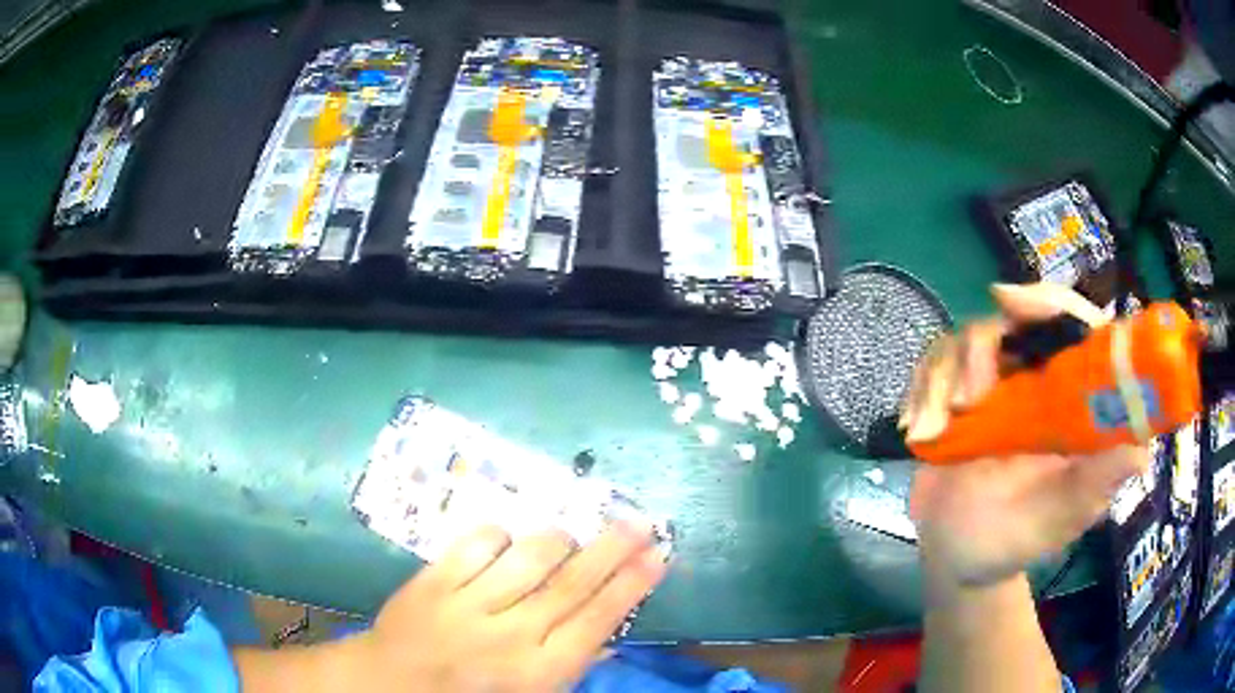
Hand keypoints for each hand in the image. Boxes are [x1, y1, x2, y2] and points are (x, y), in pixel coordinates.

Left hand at [362, 522, 667, 690]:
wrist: (392, 682)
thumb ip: (571, 666)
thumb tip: (610, 636)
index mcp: (538, 671)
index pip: (596, 621)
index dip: (631, 586)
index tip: (658, 556)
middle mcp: (510, 635)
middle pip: (571, 584)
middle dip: (612, 550)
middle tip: (640, 521)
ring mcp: (469, 604)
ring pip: (527, 557)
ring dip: (557, 540)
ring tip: (571, 536)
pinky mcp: (434, 580)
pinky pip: (476, 543)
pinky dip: (498, 535)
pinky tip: (506, 540)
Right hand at [902, 283, 1147, 592]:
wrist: (958, 559)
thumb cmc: (1017, 541)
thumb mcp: (1062, 519)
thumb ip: (1096, 486)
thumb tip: (1139, 451)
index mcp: (1074, 399)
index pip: (1075, 326)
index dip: (1051, 302)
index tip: (1011, 304)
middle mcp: (1039, 381)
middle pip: (1015, 320)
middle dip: (982, 347)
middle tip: (966, 394)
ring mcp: (997, 386)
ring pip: (968, 339)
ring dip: (943, 379)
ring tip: (933, 433)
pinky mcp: (958, 397)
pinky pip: (936, 364)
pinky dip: (921, 390)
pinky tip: (917, 430)